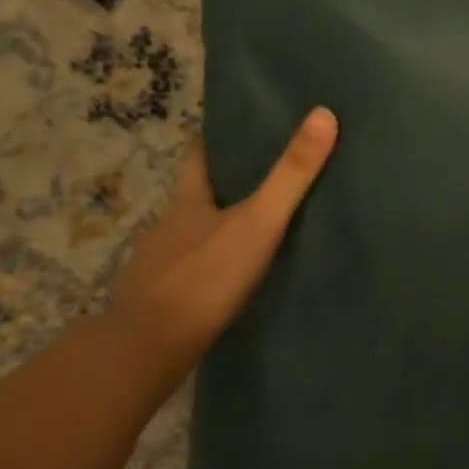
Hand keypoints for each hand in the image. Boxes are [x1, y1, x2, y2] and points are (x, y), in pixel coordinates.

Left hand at [109, 108, 337, 368]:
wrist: (145, 354)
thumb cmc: (203, 277)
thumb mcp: (258, 221)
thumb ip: (291, 174)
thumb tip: (324, 114)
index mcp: (188, 199)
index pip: (200, 153)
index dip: (220, 135)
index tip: (247, 122)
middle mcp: (171, 225)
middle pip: (201, 190)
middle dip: (231, 177)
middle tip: (274, 165)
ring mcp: (165, 264)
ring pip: (200, 231)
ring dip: (226, 221)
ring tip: (266, 217)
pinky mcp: (169, 299)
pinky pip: (200, 266)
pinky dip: (220, 260)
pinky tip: (242, 270)